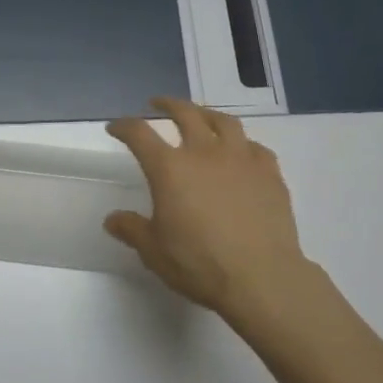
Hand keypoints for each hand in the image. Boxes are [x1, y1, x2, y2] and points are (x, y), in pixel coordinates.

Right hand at [105, 98, 312, 322]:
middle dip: (167, 104)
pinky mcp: (269, 173)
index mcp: (170, 168)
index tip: (115, 127)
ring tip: (201, 116)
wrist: (262, 279)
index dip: (124, 126)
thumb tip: (112, 219)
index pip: (139, 134)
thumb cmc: (201, 265)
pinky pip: (255, 147)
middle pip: (184, 113)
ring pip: (224, 121)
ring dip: (207, 114)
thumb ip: (132, 230)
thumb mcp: (155, 252)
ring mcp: (241, 159)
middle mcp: (204, 152)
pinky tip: (242, 153)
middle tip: (158, 103)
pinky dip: (243, 145)